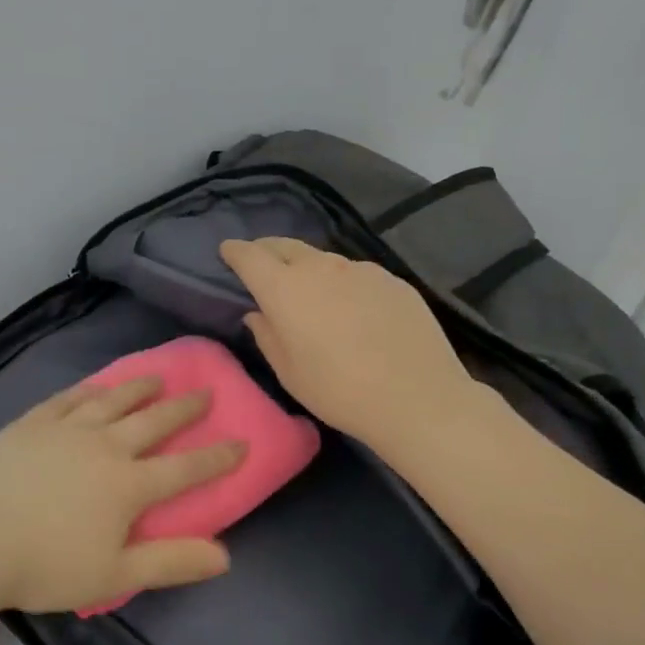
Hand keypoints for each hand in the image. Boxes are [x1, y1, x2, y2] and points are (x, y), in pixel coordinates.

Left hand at [0, 378, 244, 613]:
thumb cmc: (45, 565)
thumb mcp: (115, 575)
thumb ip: (171, 562)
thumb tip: (225, 555)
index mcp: (128, 485)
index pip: (185, 468)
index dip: (217, 457)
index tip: (242, 441)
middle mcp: (104, 446)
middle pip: (153, 421)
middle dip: (183, 409)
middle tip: (205, 394)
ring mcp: (66, 429)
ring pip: (112, 400)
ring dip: (139, 388)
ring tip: (157, 377)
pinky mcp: (33, 422)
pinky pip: (69, 397)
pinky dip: (89, 388)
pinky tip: (96, 385)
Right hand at [219, 237, 484, 456]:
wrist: (417, 398)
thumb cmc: (338, 391)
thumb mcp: (289, 372)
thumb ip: (267, 336)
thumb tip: (257, 314)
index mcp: (285, 289)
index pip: (250, 256)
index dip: (235, 251)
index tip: (227, 251)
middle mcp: (320, 268)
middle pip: (285, 246)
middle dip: (267, 250)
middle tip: (261, 263)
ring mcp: (361, 270)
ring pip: (323, 260)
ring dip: (308, 268)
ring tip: (310, 290)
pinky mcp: (392, 280)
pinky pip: (356, 274)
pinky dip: (343, 283)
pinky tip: (353, 309)